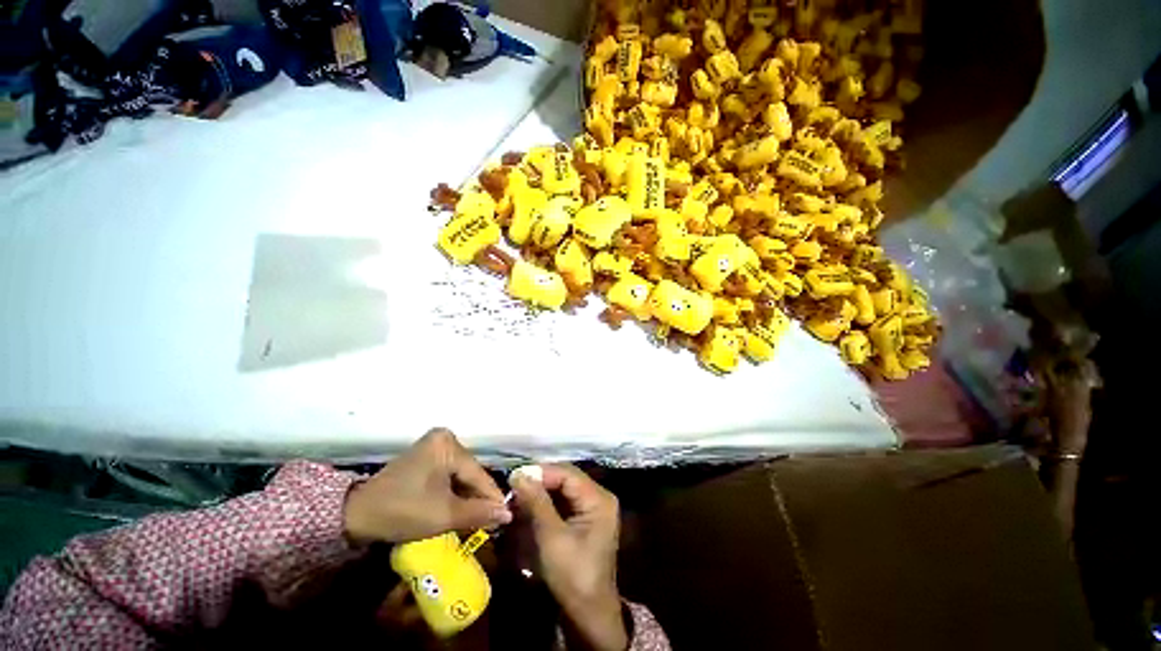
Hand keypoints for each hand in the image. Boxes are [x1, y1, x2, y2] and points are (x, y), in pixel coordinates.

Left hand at [344, 429, 511, 544]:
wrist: (355, 514)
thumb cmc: (403, 510)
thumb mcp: (444, 515)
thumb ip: (479, 512)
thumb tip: (508, 514)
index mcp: (449, 444)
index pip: (478, 474)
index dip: (493, 497)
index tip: (506, 517)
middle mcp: (444, 439)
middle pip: (469, 473)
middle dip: (479, 498)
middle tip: (492, 521)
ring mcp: (433, 447)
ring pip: (460, 475)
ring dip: (467, 497)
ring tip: (479, 518)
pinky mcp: (425, 457)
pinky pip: (448, 475)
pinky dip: (454, 493)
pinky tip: (460, 509)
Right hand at [512, 464, 627, 650]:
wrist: (589, 614)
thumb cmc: (573, 575)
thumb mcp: (552, 537)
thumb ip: (537, 502)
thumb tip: (519, 474)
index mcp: (598, 498)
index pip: (567, 473)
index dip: (541, 472)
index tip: (515, 477)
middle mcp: (598, 497)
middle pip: (566, 479)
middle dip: (540, 482)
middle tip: (514, 487)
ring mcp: (592, 508)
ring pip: (563, 490)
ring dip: (541, 493)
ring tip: (518, 497)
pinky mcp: (585, 519)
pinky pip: (564, 502)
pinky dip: (546, 504)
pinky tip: (529, 507)